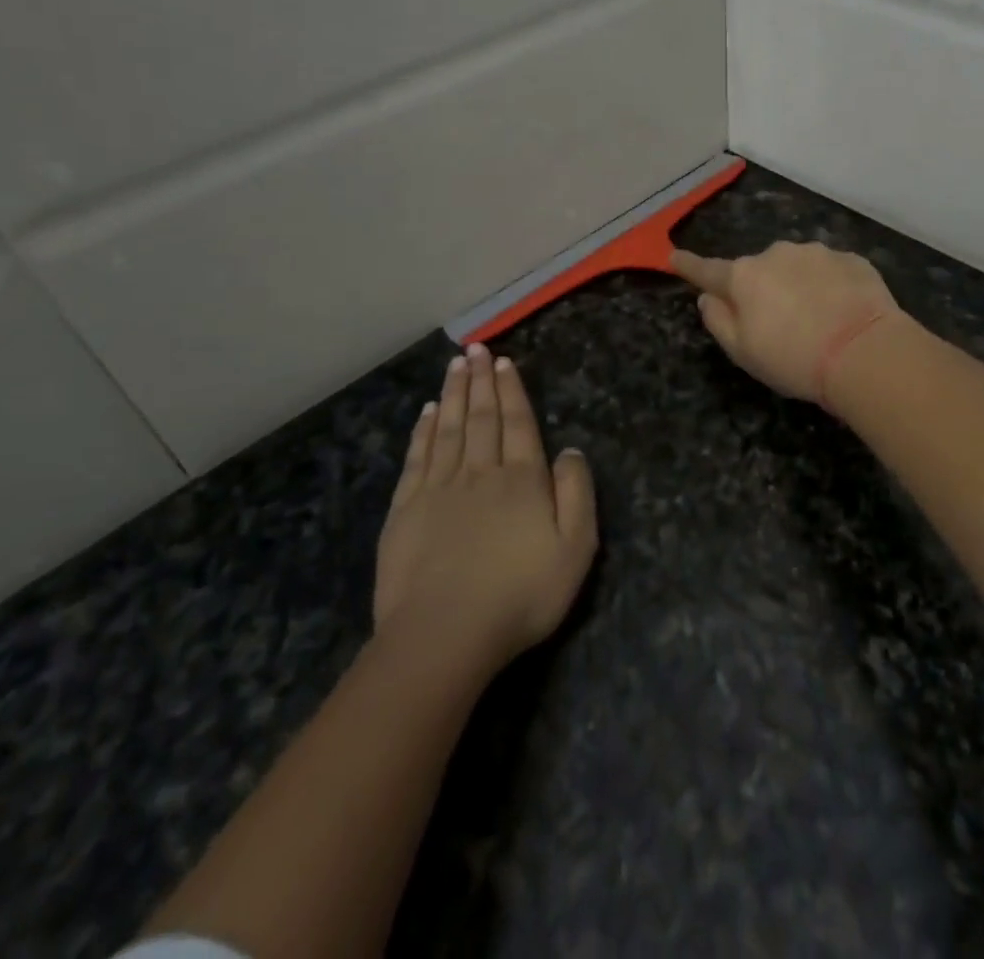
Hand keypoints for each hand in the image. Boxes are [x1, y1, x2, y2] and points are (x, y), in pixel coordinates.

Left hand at [375, 345, 596, 670]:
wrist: (444, 635)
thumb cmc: (520, 595)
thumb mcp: (575, 549)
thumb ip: (577, 494)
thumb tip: (570, 451)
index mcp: (522, 480)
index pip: (518, 423)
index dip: (511, 391)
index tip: (503, 362)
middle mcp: (481, 473)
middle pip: (481, 417)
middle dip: (480, 381)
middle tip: (476, 349)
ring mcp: (439, 489)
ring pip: (449, 429)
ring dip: (453, 394)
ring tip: (454, 365)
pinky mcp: (406, 511)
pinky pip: (418, 458)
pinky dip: (424, 431)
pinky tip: (428, 413)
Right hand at [671, 241, 902, 402]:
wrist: (865, 351)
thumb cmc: (794, 358)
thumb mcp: (743, 352)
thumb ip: (718, 321)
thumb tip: (708, 297)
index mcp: (744, 277)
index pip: (708, 270)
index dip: (689, 266)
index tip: (674, 256)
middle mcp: (776, 254)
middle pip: (758, 271)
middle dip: (762, 290)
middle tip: (778, 326)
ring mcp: (817, 252)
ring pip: (797, 268)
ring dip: (798, 287)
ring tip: (817, 322)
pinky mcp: (852, 259)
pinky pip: (831, 272)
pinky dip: (831, 288)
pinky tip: (843, 313)